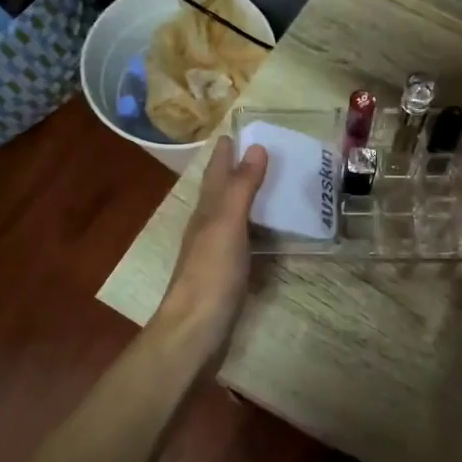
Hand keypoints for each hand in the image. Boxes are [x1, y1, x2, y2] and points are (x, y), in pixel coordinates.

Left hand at [155, 136, 267, 360]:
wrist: (194, 331)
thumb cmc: (210, 274)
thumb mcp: (227, 224)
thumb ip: (241, 187)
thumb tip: (255, 146)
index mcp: (206, 212)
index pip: (215, 174)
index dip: (224, 153)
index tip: (235, 130)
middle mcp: (207, 228)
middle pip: (219, 192)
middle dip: (233, 171)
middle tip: (258, 152)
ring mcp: (214, 253)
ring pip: (228, 215)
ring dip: (243, 198)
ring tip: (266, 185)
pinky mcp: (225, 275)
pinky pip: (240, 240)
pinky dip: (252, 228)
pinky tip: (264, 233)